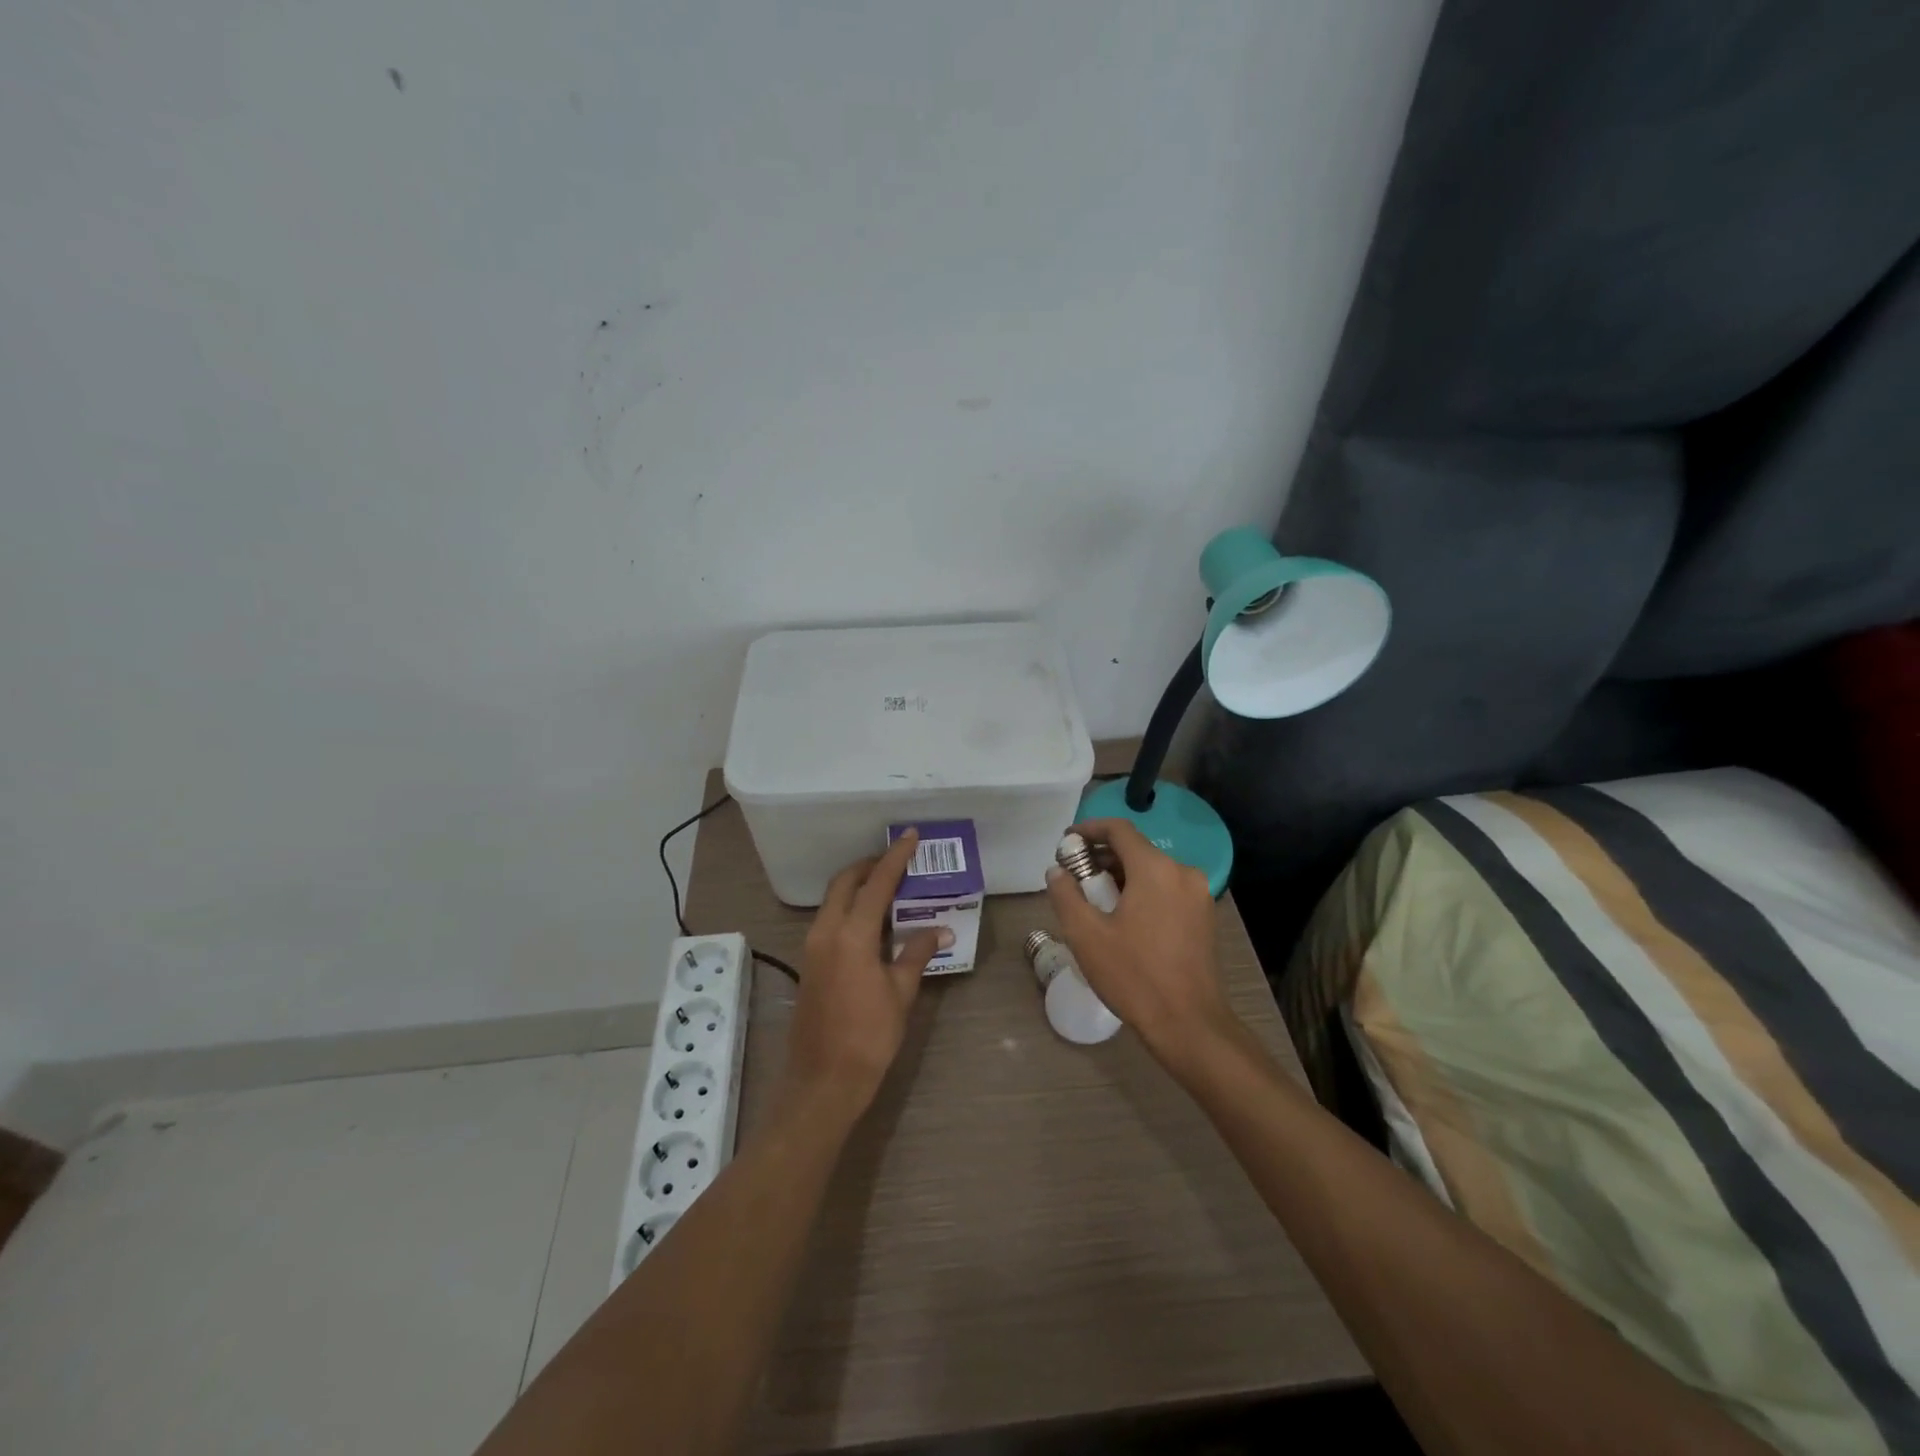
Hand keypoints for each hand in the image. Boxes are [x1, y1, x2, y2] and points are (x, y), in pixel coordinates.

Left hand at [784, 829, 950, 1111]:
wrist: (823, 1082)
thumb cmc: (868, 1038)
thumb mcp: (900, 994)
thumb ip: (917, 954)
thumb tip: (940, 931)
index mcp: (851, 935)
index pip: (876, 884)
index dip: (895, 858)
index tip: (910, 836)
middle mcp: (826, 932)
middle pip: (845, 883)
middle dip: (870, 866)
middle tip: (898, 861)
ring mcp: (813, 947)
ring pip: (833, 900)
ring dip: (858, 886)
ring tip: (890, 887)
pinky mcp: (810, 962)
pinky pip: (829, 919)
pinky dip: (849, 907)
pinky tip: (873, 921)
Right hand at [1045, 819, 1238, 1065]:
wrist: (1190, 1025)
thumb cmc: (1134, 976)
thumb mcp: (1086, 936)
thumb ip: (1066, 896)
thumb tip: (1057, 871)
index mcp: (1155, 869)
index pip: (1119, 830)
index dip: (1089, 829)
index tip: (1066, 841)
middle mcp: (1182, 872)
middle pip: (1136, 849)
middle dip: (1102, 856)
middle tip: (1074, 875)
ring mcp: (1198, 895)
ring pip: (1152, 870)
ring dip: (1122, 876)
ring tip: (1094, 899)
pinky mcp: (1204, 917)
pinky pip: (1167, 889)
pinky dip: (1142, 891)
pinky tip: (1123, 917)